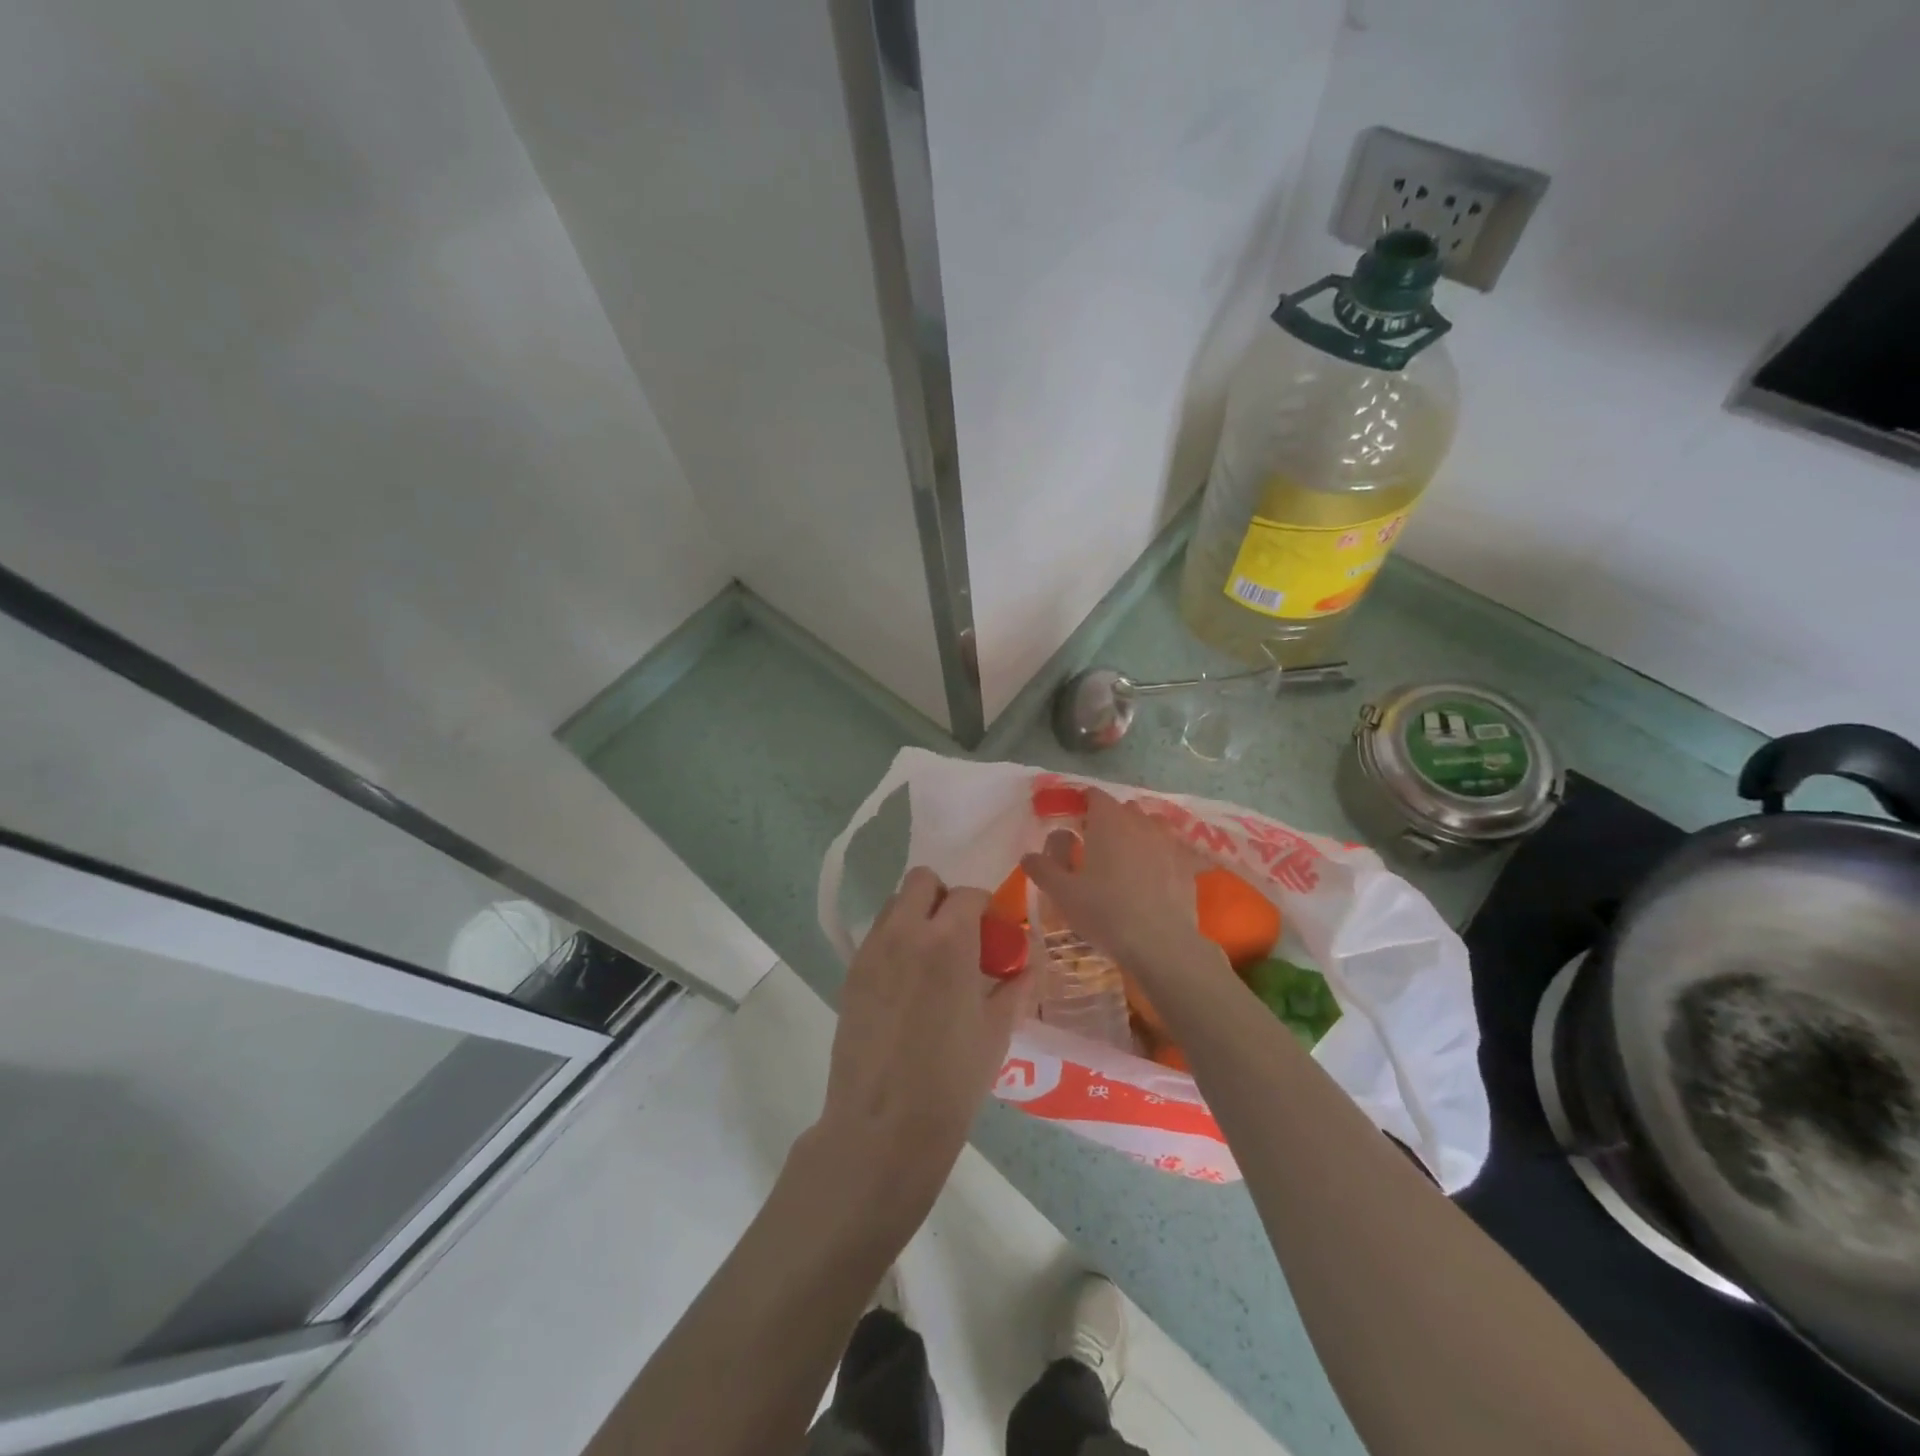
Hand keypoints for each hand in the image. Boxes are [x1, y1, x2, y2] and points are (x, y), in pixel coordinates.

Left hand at [805, 867, 1032, 1236]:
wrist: (884, 1125)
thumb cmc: (952, 1080)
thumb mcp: (996, 1031)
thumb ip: (1015, 986)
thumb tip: (1026, 963)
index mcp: (948, 940)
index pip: (968, 894)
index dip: (984, 907)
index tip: (992, 931)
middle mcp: (905, 932)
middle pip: (921, 881)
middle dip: (943, 897)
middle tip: (958, 935)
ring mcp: (872, 951)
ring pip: (894, 905)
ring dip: (916, 916)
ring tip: (931, 960)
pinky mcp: (851, 974)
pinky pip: (877, 937)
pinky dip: (895, 942)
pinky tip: (907, 985)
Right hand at [1021, 787, 1221, 983]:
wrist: (1161, 943)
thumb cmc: (1105, 911)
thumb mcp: (1063, 893)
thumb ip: (1043, 869)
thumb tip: (1028, 856)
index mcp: (1108, 821)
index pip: (1094, 795)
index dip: (1081, 804)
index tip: (1071, 823)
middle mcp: (1140, 822)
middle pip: (1123, 809)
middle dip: (1108, 820)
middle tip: (1093, 847)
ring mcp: (1168, 842)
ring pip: (1150, 826)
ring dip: (1137, 834)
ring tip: (1125, 860)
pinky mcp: (1187, 864)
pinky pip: (1171, 850)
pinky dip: (1160, 856)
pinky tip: (1154, 876)